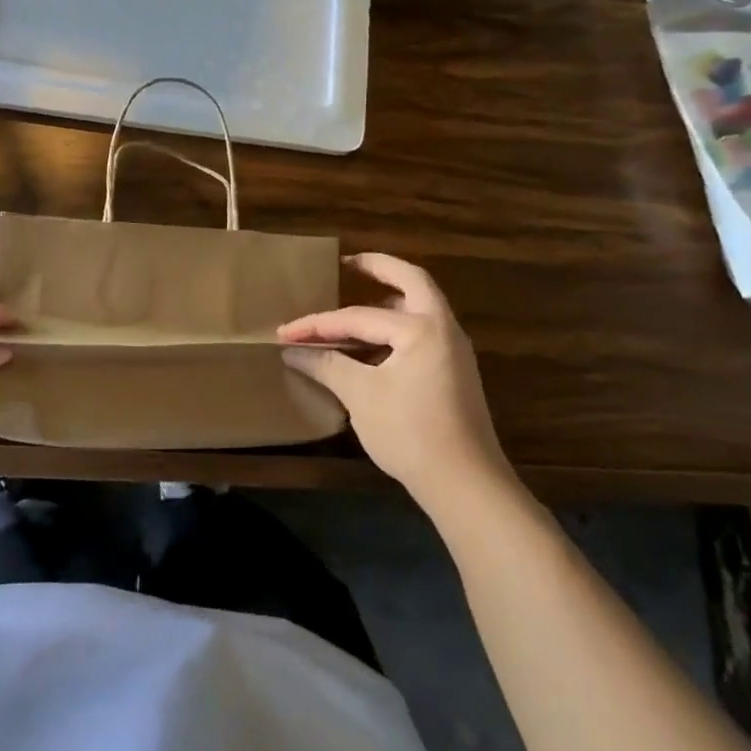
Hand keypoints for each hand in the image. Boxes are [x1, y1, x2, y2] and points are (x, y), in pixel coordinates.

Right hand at [278, 254, 514, 512]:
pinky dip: (396, 326)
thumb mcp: (361, 395)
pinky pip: (422, 332)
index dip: (318, 324)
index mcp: (422, 328)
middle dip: (379, 268)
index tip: (285, 333)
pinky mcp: (454, 373)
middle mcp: (444, 329)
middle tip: (348, 264)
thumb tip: (292, 351)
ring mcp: (454, 352)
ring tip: (357, 302)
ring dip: (390, 299)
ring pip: (421, 308)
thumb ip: (327, 365)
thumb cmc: (410, 432)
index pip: (359, 317)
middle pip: (412, 282)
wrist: (466, 485)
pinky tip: (372, 344)